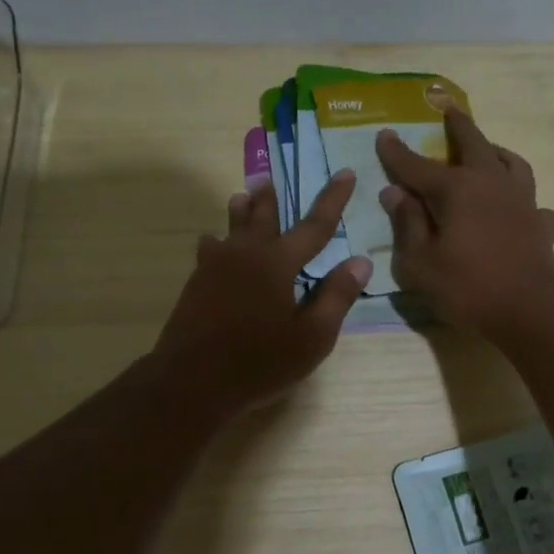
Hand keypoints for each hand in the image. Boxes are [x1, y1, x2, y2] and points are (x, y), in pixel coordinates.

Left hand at [152, 172, 371, 415]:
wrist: (192, 381)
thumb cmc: (260, 362)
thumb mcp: (312, 337)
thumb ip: (336, 297)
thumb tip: (360, 262)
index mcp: (278, 263)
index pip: (314, 226)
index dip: (332, 199)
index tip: (344, 172)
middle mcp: (246, 254)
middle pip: (262, 217)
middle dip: (270, 198)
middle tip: (270, 177)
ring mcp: (215, 267)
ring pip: (231, 229)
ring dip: (241, 211)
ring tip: (241, 196)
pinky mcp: (196, 284)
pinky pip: (210, 251)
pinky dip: (217, 241)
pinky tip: (211, 243)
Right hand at [375, 108, 553, 337]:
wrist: (530, 309)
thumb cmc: (467, 288)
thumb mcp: (419, 264)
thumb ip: (407, 225)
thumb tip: (395, 193)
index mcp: (456, 190)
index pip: (417, 166)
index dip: (397, 152)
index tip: (384, 134)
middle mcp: (490, 183)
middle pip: (473, 144)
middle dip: (457, 126)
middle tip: (449, 110)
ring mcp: (522, 201)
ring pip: (511, 162)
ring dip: (495, 151)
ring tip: (488, 151)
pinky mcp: (541, 223)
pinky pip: (531, 201)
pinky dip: (521, 199)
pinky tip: (516, 208)